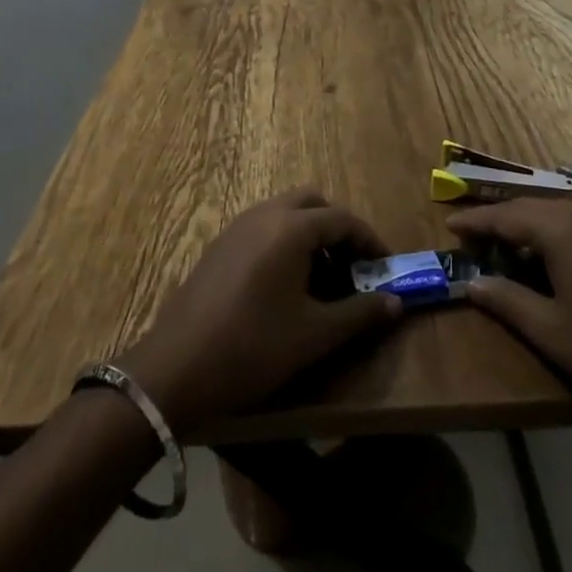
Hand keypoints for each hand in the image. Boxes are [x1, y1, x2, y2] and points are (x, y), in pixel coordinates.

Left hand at [116, 189, 402, 435]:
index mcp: (292, 227)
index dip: (369, 241)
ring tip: (323, 280)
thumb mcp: (314, 335)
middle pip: (313, 203)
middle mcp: (266, 214)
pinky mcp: (220, 244)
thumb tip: (396, 303)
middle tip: (353, 267)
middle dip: (337, 229)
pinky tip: (286, 286)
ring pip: (286, 212)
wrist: (175, 368)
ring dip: (310, 235)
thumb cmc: (253, 347)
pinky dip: (285, 242)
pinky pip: (264, 227)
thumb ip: (359, 314)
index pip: (342, 219)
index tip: (385, 267)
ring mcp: (238, 226)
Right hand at [448, 199, 571, 440]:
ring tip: (499, 245)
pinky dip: (547, 232)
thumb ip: (507, 301)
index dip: (475, 221)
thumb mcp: (551, 331)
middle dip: (496, 219)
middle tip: (468, 235)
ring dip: (523, 225)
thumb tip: (471, 283)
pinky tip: (541, 256)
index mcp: (562, 229)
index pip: (506, 216)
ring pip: (551, 212)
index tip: (448, 225)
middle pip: (527, 207)